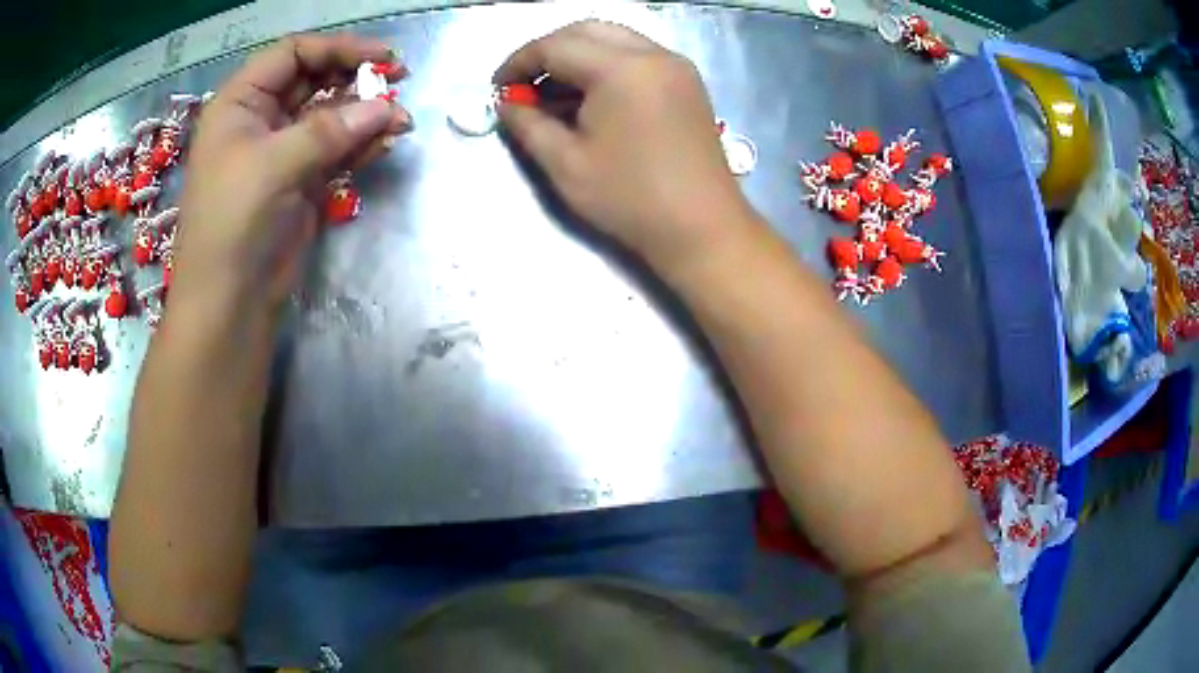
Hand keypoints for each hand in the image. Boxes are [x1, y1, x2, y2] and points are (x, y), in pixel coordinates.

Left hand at [171, 33, 411, 323]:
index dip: (336, 48)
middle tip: (399, 81)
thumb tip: (387, 107)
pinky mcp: (302, 180)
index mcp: (240, 103)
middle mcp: (261, 119)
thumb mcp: (271, 166)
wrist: (229, 303)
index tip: (381, 57)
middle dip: (355, 78)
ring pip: (330, 114)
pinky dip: (361, 143)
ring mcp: (283, 150)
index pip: (292, 54)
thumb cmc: (231, 225)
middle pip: (315, 79)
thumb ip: (328, 131)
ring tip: (401, 121)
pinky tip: (386, 142)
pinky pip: (336, 149)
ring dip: (365, 113)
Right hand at [495, 21, 755, 269]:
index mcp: (621, 68)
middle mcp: (653, 54)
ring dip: (577, 55)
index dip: (519, 62)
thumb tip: (507, 102)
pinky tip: (592, 95)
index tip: (498, 87)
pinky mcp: (687, 81)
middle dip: (547, 51)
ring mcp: (676, 65)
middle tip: (525, 84)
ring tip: (554, 91)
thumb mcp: (565, 164)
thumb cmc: (630, 199)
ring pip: (614, 38)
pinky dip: (607, 63)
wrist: (703, 228)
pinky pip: (638, 55)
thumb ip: (528, 124)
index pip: (555, 46)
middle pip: (586, 31)